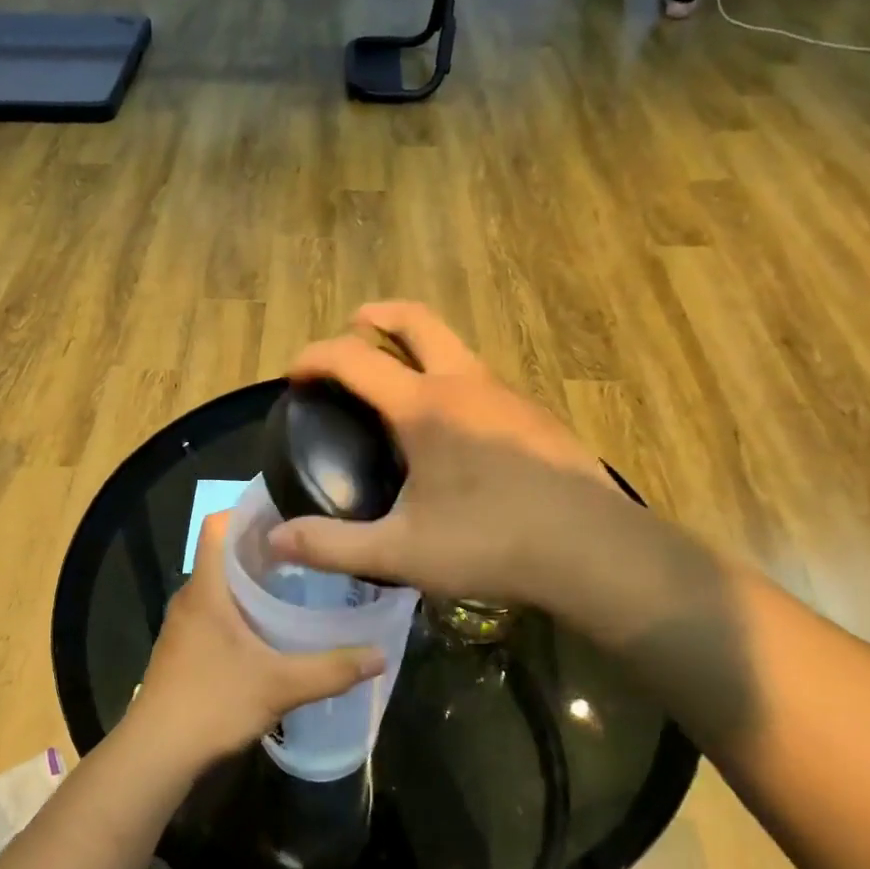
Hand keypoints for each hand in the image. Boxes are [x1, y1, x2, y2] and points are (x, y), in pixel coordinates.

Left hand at [133, 512, 384, 762]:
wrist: (156, 753)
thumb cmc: (213, 704)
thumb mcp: (280, 686)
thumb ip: (332, 669)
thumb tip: (381, 655)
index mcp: (206, 589)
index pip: (217, 526)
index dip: (247, 511)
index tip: (288, 513)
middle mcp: (190, 597)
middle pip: (222, 553)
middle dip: (261, 547)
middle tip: (307, 549)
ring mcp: (183, 624)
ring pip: (218, 584)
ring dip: (251, 578)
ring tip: (296, 581)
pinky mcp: (184, 647)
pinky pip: (214, 609)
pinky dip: (240, 606)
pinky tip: (270, 627)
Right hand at [267, 302, 614, 608]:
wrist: (596, 551)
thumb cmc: (491, 543)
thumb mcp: (401, 552)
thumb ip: (332, 545)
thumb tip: (273, 542)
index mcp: (425, 406)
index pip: (355, 359)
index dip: (315, 357)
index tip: (294, 373)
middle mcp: (466, 384)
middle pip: (417, 321)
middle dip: (378, 316)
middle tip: (354, 327)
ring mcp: (508, 395)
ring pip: (455, 347)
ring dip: (418, 347)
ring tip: (397, 385)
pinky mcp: (535, 416)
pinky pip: (481, 379)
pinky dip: (451, 379)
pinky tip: (452, 430)